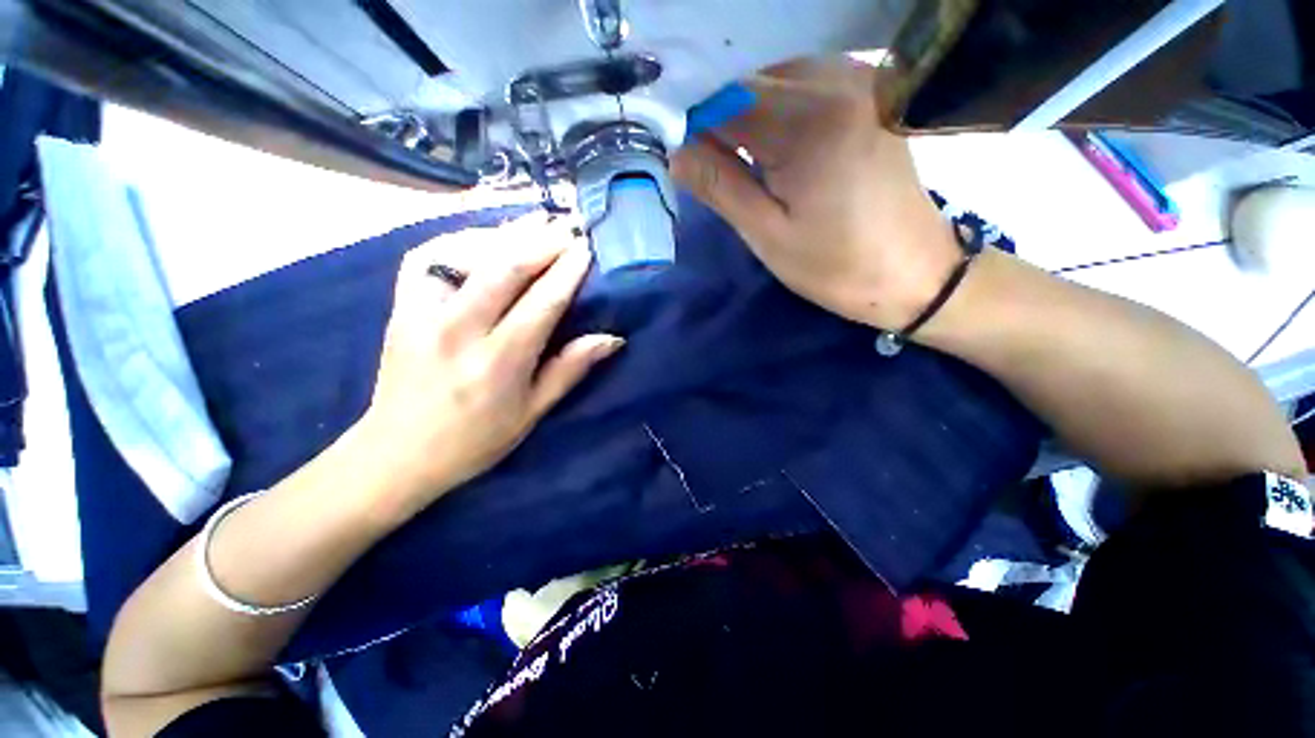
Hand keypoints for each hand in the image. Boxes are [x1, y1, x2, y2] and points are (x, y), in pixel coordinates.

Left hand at [354, 217, 622, 521]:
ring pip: (466, 254)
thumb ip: (570, 370)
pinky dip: (457, 240)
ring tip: (535, 221)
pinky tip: (482, 238)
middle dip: (542, 240)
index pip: (542, 302)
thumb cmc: (476, 439)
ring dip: (506, 232)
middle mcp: (460, 330)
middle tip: (568, 224)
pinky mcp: (402, 308)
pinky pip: (428, 257)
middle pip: (505, 268)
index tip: (586, 248)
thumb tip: (611, 339)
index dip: (568, 271)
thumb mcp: (532, 412)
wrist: (398, 453)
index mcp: (500, 361)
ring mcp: (424, 314)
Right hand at [672, 57, 959, 329]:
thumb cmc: (836, 265)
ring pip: (776, 82)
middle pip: (752, 84)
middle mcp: (839, 81)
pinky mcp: (871, 92)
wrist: (912, 271)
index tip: (685, 161)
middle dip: (723, 123)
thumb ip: (720, 186)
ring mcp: (861, 79)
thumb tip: (675, 153)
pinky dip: (780, 112)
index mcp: (811, 122)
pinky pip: (805, 86)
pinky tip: (780, 149)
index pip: (727, 100)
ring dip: (751, 119)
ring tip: (750, 167)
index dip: (696, 127)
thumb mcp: (767, 234)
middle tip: (716, 171)